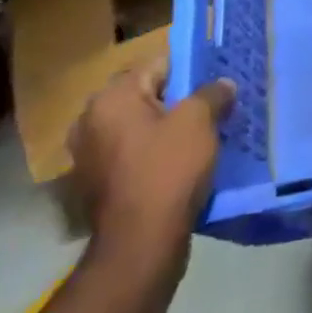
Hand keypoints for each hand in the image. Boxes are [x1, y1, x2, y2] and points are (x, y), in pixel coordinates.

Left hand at [68, 70, 234, 278]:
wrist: (140, 247)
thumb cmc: (167, 170)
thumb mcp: (200, 120)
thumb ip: (213, 93)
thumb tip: (223, 85)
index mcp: (111, 97)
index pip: (159, 65)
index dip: (191, 72)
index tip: (215, 85)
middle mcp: (90, 121)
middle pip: (147, 96)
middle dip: (178, 102)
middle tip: (212, 110)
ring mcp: (88, 157)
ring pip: (140, 128)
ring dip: (166, 131)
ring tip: (201, 138)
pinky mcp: (96, 187)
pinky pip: (133, 156)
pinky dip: (154, 156)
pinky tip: (181, 166)